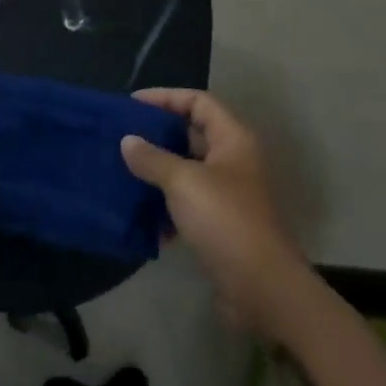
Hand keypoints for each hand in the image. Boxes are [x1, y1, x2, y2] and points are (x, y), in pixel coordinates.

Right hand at [122, 90, 307, 337]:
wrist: (263, 288)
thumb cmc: (226, 221)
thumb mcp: (183, 182)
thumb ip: (153, 158)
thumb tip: (127, 140)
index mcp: (233, 140)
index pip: (198, 101)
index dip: (166, 97)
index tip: (131, 104)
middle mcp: (234, 161)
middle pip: (192, 135)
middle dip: (157, 135)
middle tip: (122, 137)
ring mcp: (229, 195)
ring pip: (187, 171)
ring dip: (158, 172)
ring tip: (123, 173)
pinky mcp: (221, 225)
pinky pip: (188, 204)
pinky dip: (166, 207)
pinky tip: (141, 217)